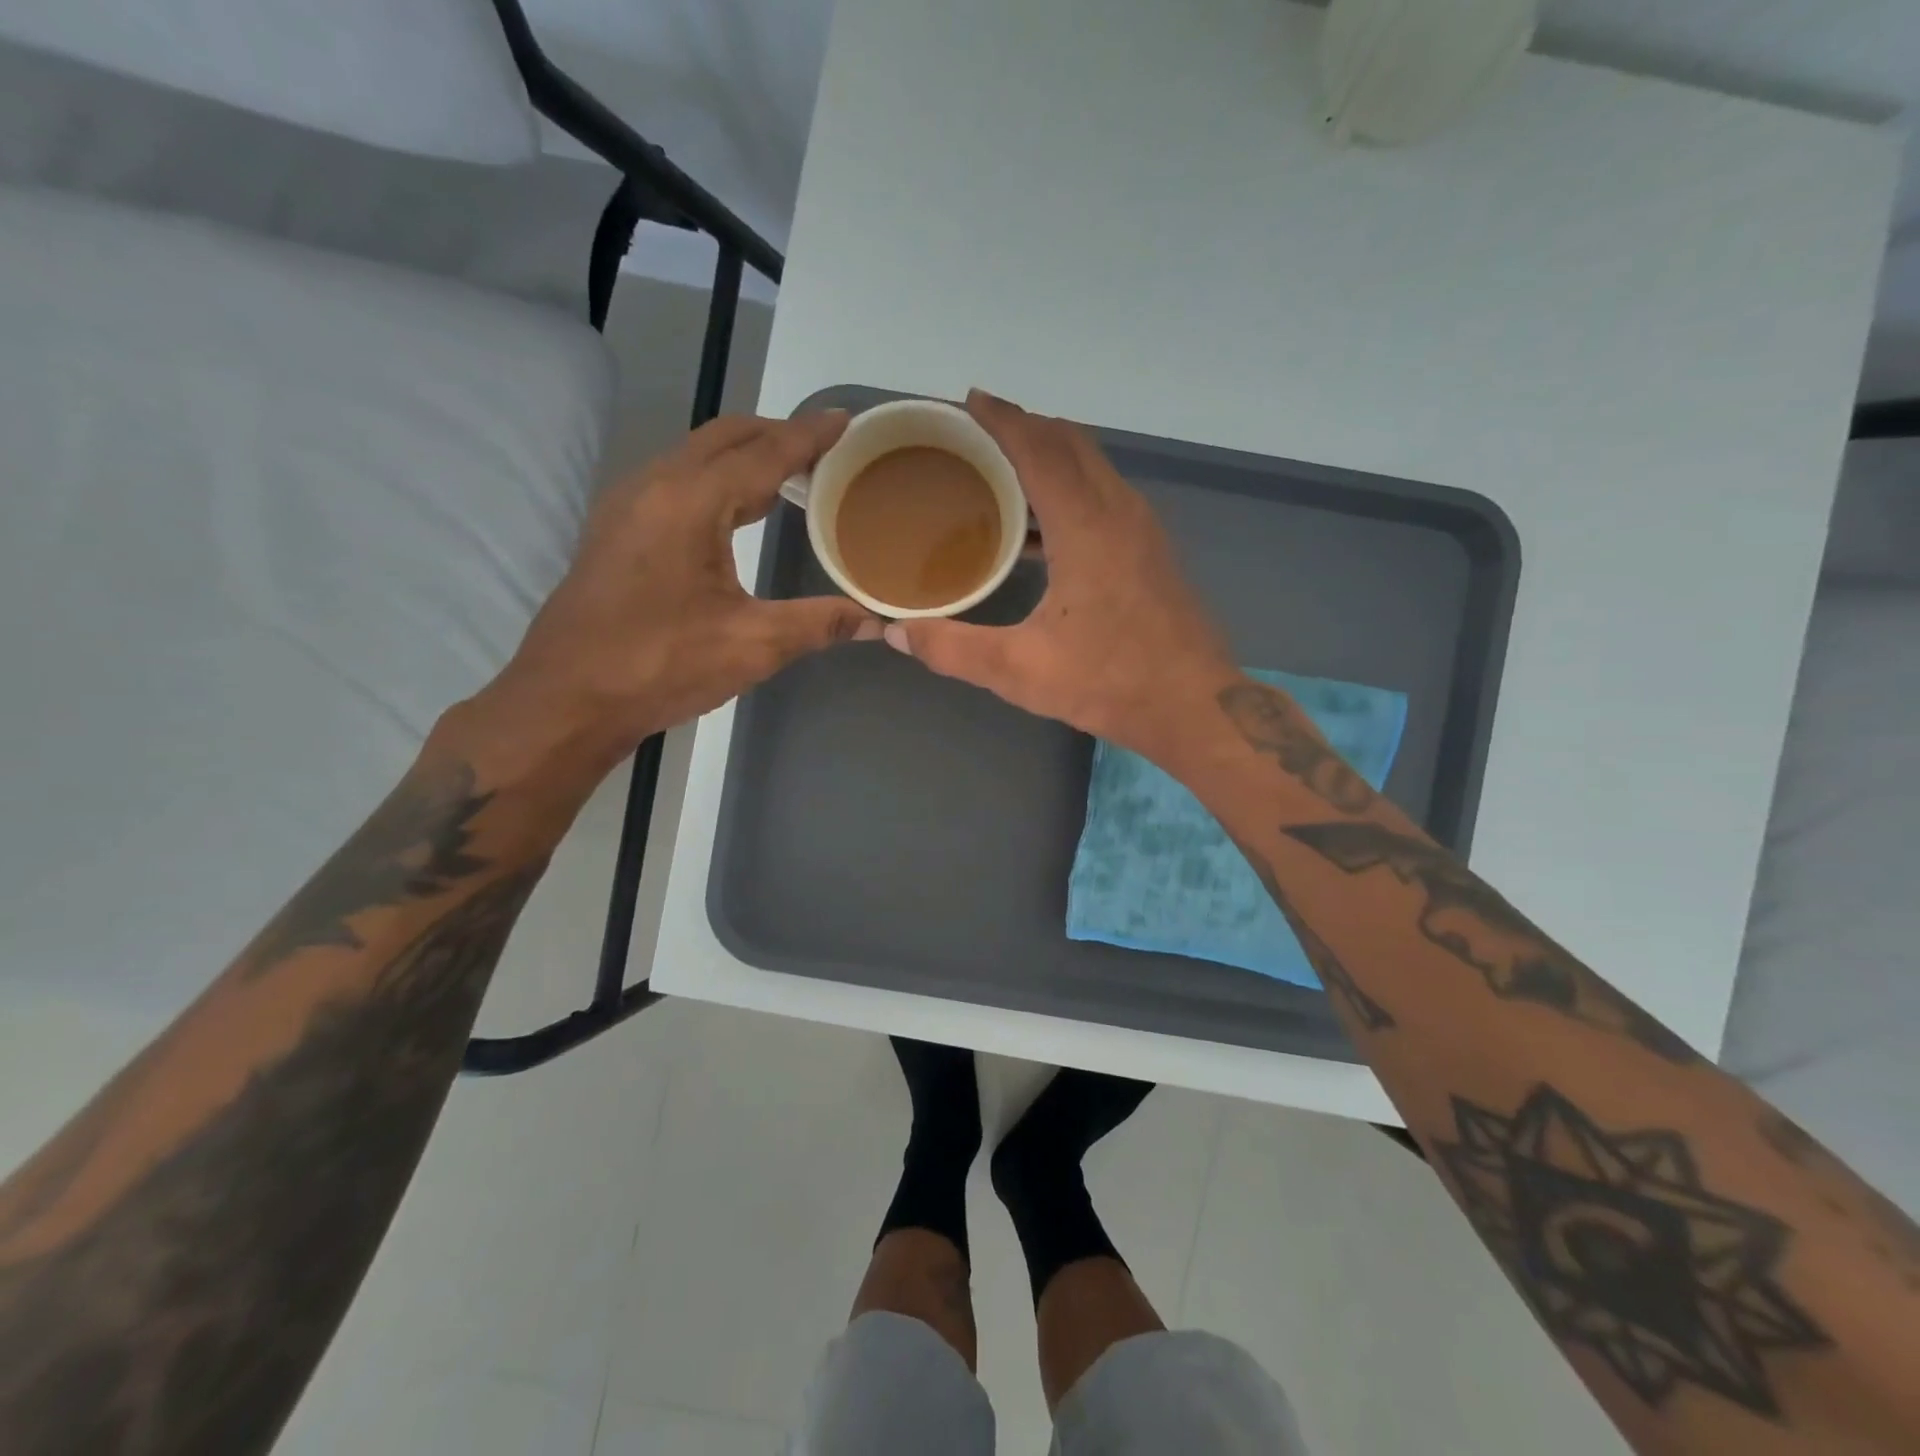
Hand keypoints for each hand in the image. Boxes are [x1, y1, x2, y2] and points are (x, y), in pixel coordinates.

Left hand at [462, 413, 880, 789]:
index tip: (846, 421)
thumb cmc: (660, 666)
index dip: (810, 436)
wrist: (567, 700)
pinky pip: (675, 481)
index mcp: (691, 502)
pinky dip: (715, 479)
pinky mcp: (616, 530)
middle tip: (824, 449)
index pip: (764, 453)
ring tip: (790, 475)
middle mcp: (654, 485)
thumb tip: (876, 621)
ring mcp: (627, 505)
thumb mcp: (752, 646)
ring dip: (743, 456)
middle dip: (776, 434)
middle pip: (725, 437)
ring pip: (695, 456)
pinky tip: (736, 512)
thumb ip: (819, 623)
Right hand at [885, 391, 1235, 759]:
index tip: (969, 400)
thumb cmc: (1109, 682)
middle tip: (979, 433)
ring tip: (1002, 470)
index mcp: (1087, 526)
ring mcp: (1143, 530)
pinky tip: (1040, 526)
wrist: (1192, 706)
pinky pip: (1105, 495)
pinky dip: (1070, 488)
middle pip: (1070, 443)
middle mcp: (1120, 512)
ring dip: (1050, 456)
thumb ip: (953, 649)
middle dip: (1025, 427)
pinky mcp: (1152, 551)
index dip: (1002, 419)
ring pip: (1093, 467)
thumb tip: (897, 634)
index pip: (1039, 449)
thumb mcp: (1020, 670)